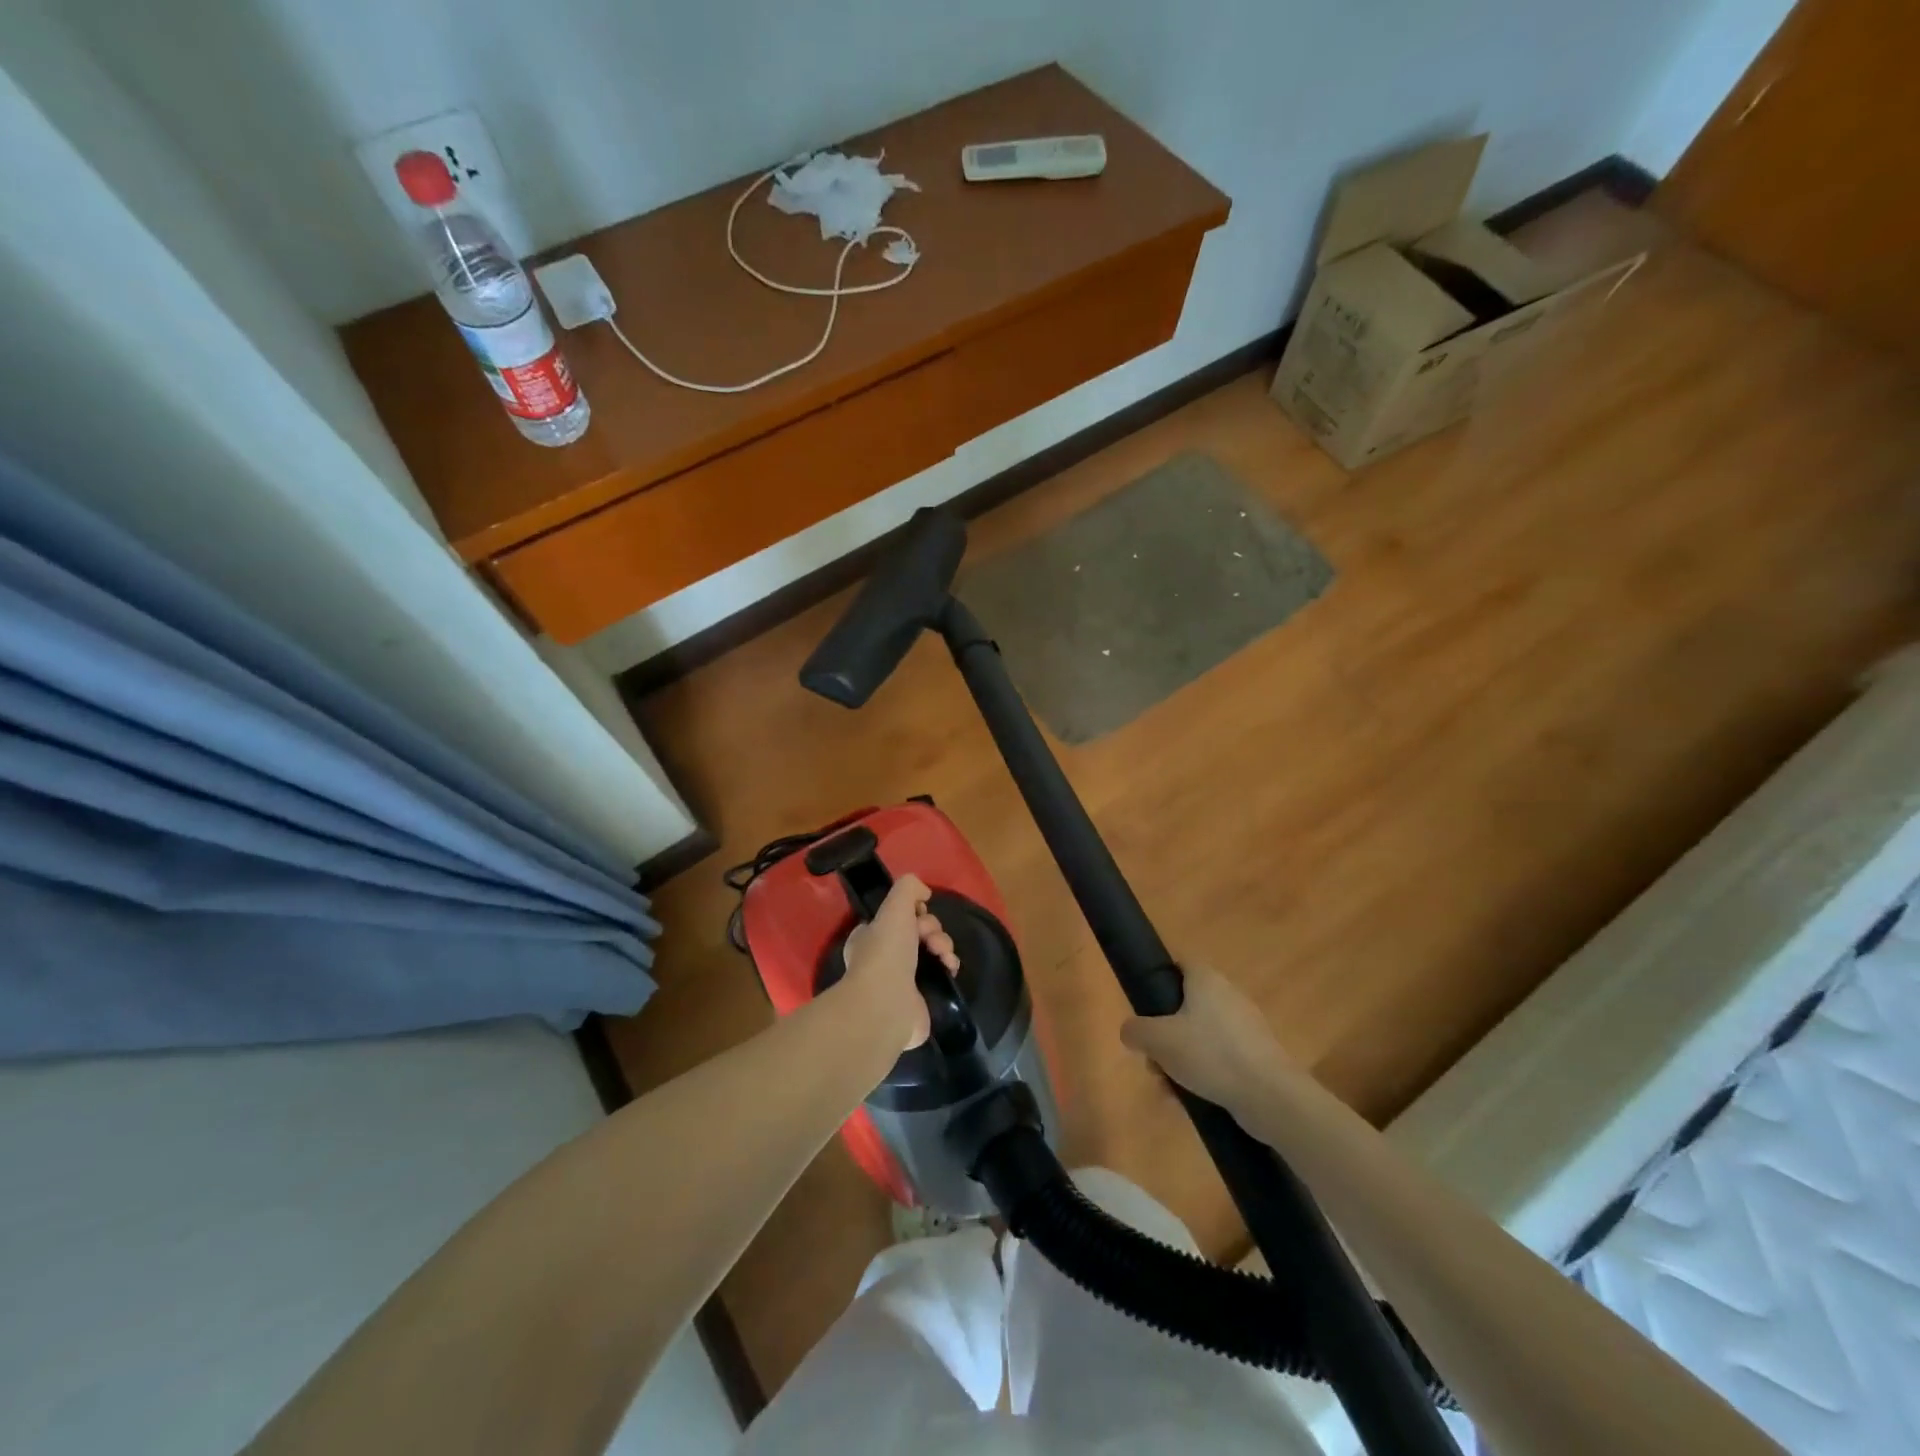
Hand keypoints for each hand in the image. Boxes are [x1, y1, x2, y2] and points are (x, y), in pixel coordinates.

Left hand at [841, 875, 958, 1051]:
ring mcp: (902, 979)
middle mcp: (884, 957)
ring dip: (944, 945)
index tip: (919, 912)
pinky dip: (948, 965)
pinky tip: (949, 967)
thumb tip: (924, 893)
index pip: (898, 916)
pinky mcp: (921, 997)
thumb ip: (909, 888)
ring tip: (943, 954)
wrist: (888, 1005)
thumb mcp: (894, 906)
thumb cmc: (886, 952)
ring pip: (933, 949)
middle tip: (930, 937)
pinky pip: (941, 972)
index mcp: (870, 936)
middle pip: (920, 930)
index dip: (914, 911)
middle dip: (932, 928)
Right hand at [1120, 964, 1297, 1114]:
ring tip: (1168, 1087)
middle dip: (1165, 1032)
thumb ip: (1136, 1031)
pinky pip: (1220, 1058)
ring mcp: (1245, 1027)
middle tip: (1152, 1057)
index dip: (1159, 978)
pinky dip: (1204, 1073)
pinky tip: (1191, 1099)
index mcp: (1206, 980)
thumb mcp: (1158, 1040)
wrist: (1270, 1096)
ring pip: (1201, 1035)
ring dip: (1181, 1058)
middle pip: (1186, 1005)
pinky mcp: (1257, 1056)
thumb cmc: (1210, 1054)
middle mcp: (1228, 995)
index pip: (1180, 964)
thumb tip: (1131, 1032)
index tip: (1144, 1004)